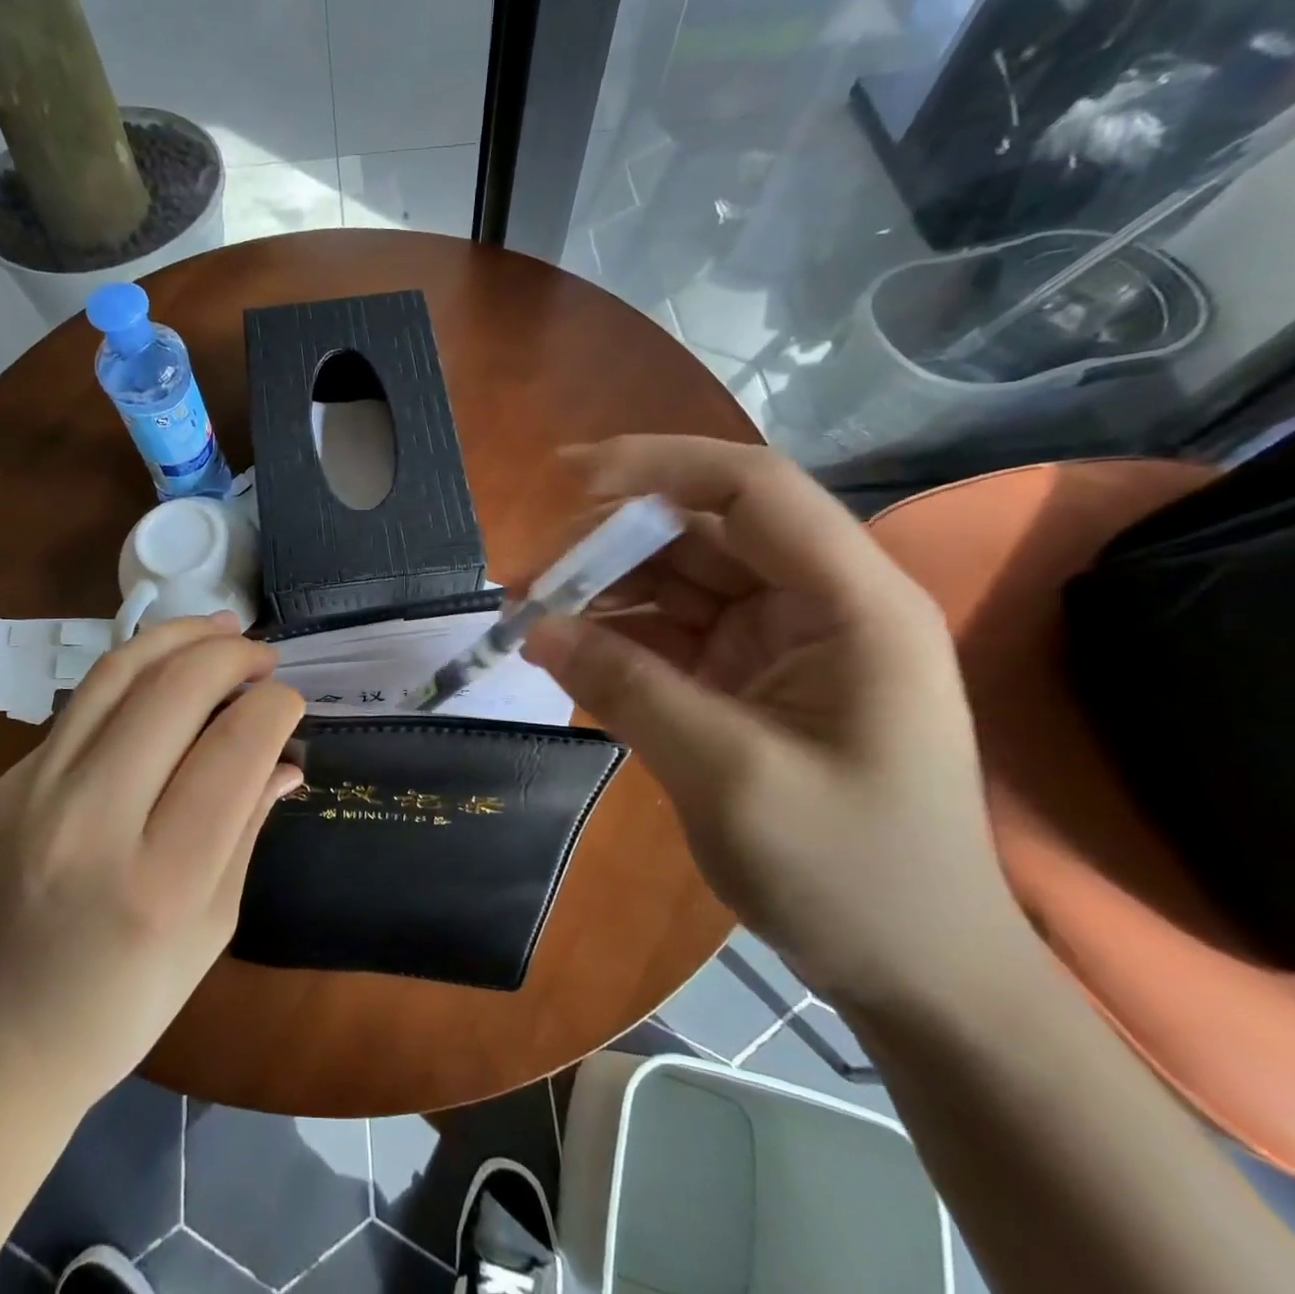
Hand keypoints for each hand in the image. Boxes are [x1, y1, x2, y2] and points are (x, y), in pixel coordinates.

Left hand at [0, 615, 303, 1103]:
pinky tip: (166, 674)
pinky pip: (84, 704)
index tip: (290, 703)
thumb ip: (248, 827)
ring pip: (119, 672)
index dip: (276, 706)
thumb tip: (284, 758)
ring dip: (180, 636)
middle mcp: (93, 821)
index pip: (236, 746)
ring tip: (221, 629)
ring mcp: (36, 793)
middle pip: (176, 690)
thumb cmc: (125, 1004)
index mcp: (163, 878)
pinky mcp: (7, 782)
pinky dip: (137, 672)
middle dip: (233, 655)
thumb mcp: (213, 927)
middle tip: (263, 656)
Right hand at [523, 436, 1029, 1008]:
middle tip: (525, 581)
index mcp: (850, 602)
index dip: (658, 466)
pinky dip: (614, 637)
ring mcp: (778, 641)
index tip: (566, 480)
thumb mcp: (728, 775)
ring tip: (528, 617)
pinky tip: (564, 651)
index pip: (752, 489)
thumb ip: (628, 688)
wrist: (913, 972)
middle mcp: (816, 603)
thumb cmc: (851, 874)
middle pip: (700, 533)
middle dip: (608, 545)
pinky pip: (668, 633)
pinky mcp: (745, 678)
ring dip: (601, 591)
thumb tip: (535, 627)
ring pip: (674, 581)